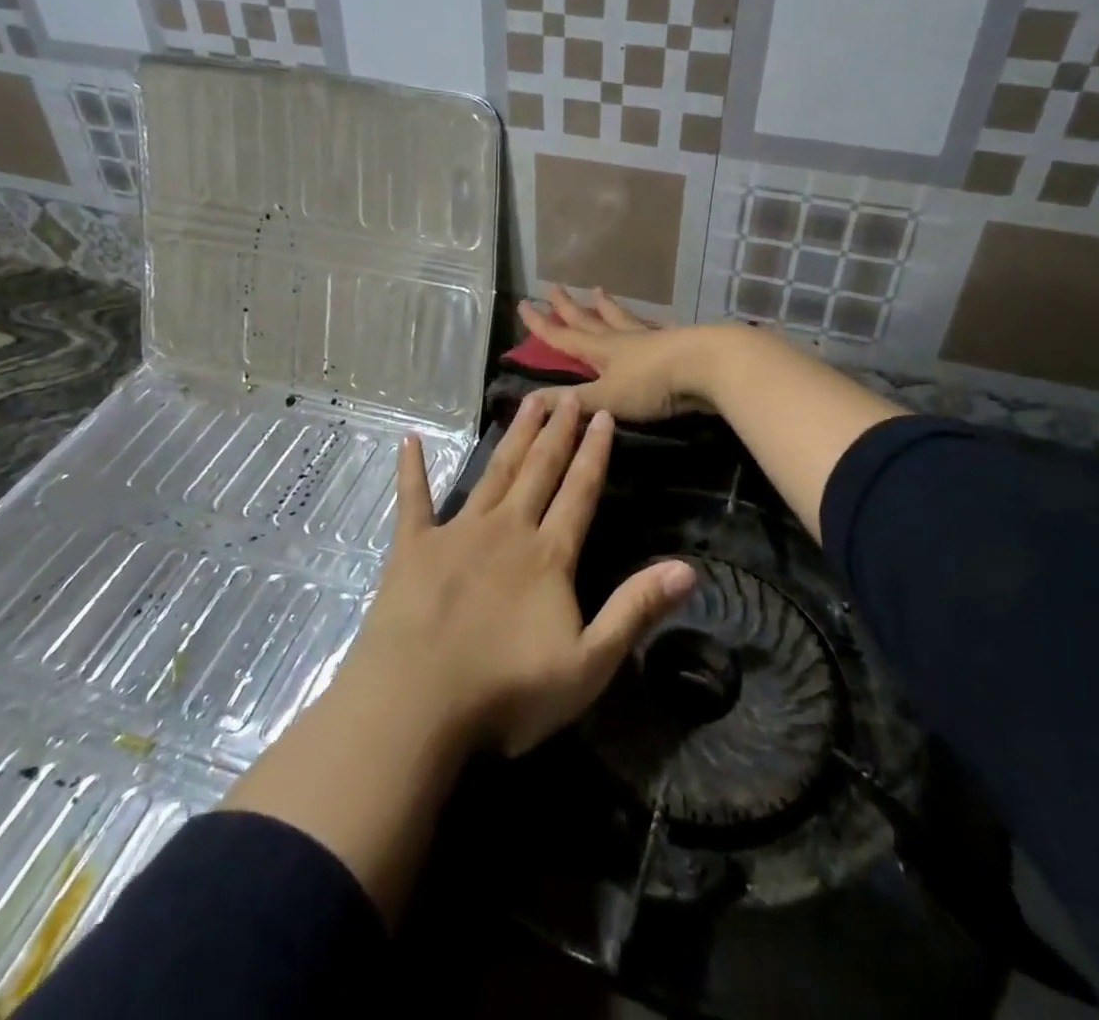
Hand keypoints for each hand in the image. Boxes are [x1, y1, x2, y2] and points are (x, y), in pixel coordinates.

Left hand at [349, 391, 696, 756]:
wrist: (417, 705)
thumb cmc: (506, 691)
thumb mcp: (589, 664)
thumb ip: (635, 610)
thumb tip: (689, 568)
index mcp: (548, 554)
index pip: (579, 492)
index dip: (594, 453)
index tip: (602, 415)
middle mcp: (506, 529)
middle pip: (538, 470)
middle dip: (556, 431)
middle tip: (567, 394)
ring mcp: (456, 533)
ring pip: (494, 473)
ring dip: (513, 438)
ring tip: (527, 403)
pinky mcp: (412, 547)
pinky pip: (413, 500)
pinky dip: (412, 470)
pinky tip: (409, 440)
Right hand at [517, 286, 730, 422]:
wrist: (710, 366)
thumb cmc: (653, 384)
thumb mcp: (606, 397)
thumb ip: (571, 402)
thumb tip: (527, 402)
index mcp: (601, 350)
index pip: (563, 336)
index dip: (542, 324)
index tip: (524, 304)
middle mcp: (623, 339)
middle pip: (590, 320)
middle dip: (569, 308)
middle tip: (554, 288)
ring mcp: (651, 338)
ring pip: (623, 319)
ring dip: (608, 307)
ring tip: (598, 291)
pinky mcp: (677, 343)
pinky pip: (656, 328)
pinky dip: (648, 323)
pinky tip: (652, 321)